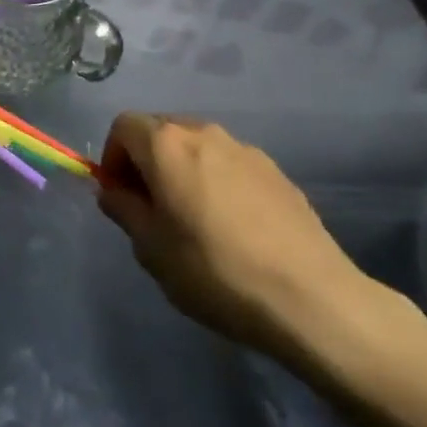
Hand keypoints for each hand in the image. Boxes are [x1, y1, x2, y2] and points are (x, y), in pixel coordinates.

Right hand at [95, 113, 383, 364]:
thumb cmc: (215, 270)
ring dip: (183, 170)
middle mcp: (204, 133)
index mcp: (166, 144)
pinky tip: (234, 229)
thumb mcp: (151, 249)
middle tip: (153, 209)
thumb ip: (123, 210)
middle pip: (160, 131)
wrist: (313, 299)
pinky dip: (218, 182)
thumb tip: (113, 191)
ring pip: (197, 147)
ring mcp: (245, 149)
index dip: (113, 157)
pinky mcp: (277, 172)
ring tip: (195, 220)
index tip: (121, 197)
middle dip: (147, 161)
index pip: (123, 126)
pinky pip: (230, 165)